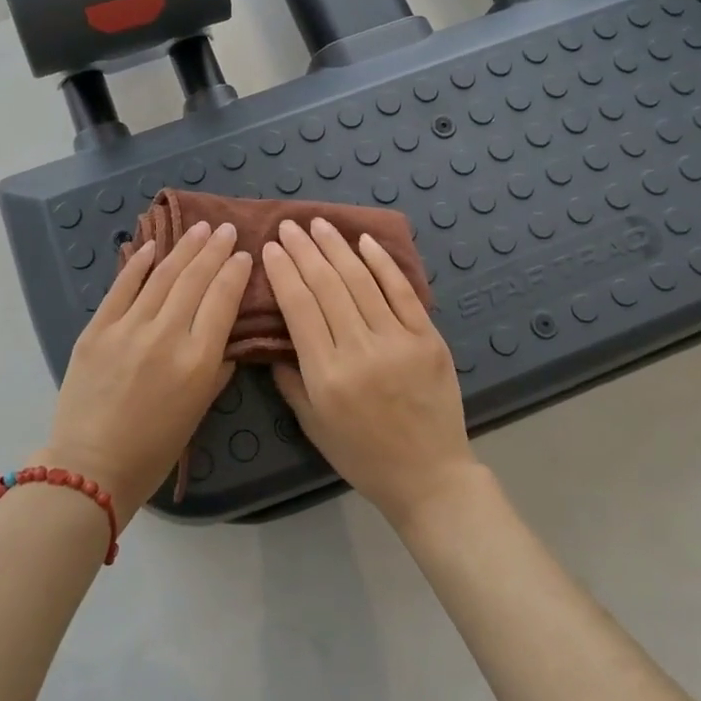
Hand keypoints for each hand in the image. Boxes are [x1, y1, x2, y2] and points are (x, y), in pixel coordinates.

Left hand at [37, 221, 250, 514]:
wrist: (90, 466)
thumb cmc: (154, 449)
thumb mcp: (198, 411)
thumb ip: (216, 369)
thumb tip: (225, 337)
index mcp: (197, 360)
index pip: (223, 301)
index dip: (235, 272)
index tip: (243, 254)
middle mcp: (166, 335)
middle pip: (195, 280)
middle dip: (213, 250)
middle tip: (225, 229)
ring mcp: (128, 328)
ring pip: (162, 276)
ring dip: (184, 248)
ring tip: (199, 228)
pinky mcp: (97, 329)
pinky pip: (122, 287)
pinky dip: (138, 264)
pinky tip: (152, 245)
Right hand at [261, 219, 478, 528]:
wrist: (430, 476)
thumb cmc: (362, 456)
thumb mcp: (313, 424)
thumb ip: (290, 379)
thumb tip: (274, 338)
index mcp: (327, 375)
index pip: (299, 308)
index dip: (283, 272)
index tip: (271, 247)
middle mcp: (360, 351)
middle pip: (327, 286)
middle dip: (304, 250)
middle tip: (289, 225)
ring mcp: (398, 341)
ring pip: (361, 282)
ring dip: (337, 248)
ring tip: (319, 224)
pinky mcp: (428, 338)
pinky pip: (403, 292)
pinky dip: (382, 264)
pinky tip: (364, 242)